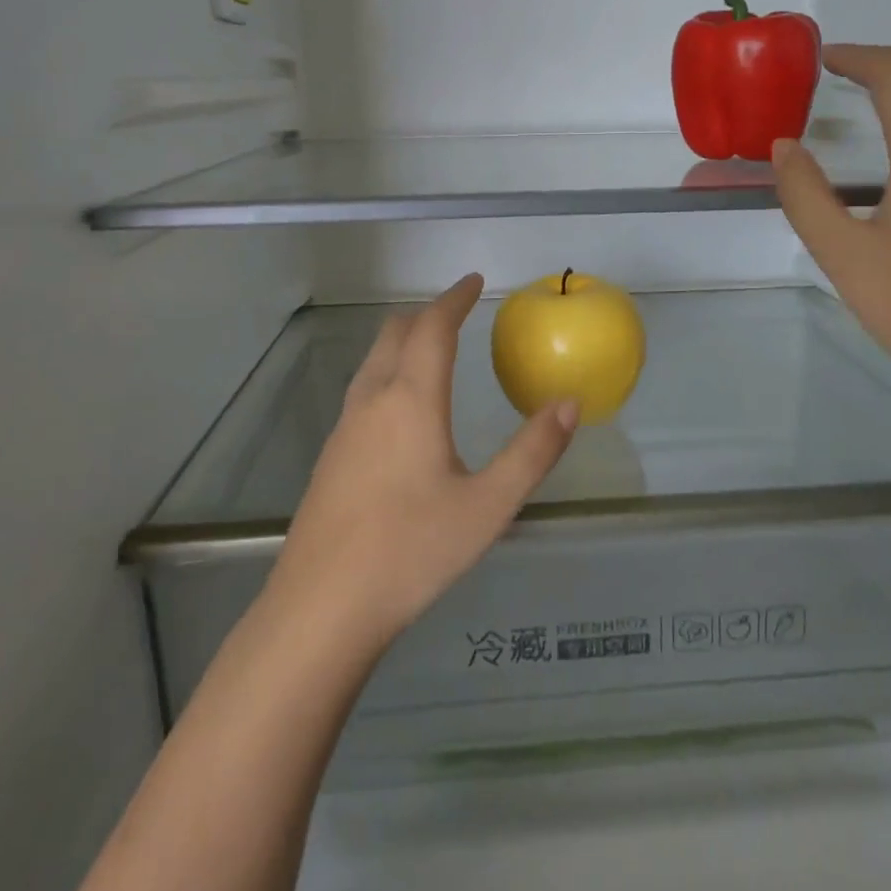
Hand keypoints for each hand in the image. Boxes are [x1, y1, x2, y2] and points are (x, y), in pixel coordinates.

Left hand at [266, 274, 579, 653]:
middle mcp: (373, 401)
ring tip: (432, 350)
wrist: (321, 608)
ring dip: (403, 341)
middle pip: (395, 333)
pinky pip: (363, 389)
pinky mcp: (331, 456)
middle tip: (457, 312)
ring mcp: (345, 427)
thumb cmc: (411, 551)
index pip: (432, 328)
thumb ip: (532, 452)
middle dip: (427, 314)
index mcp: (411, 400)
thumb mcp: (488, 506)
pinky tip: (401, 409)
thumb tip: (569, 403)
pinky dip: (388, 371)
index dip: (454, 299)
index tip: (474, 282)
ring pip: (373, 360)